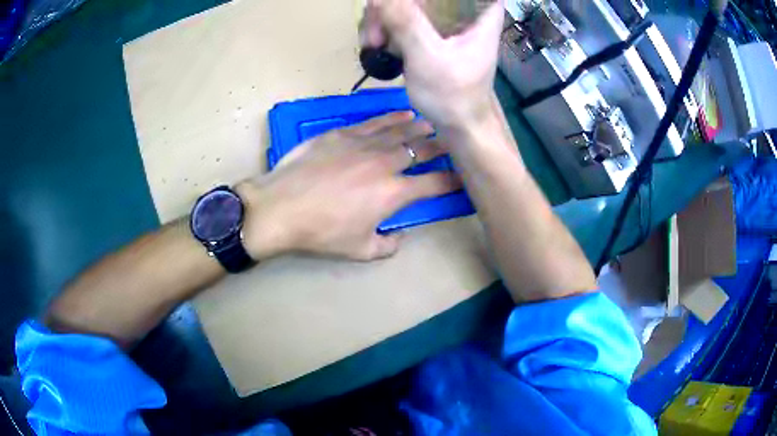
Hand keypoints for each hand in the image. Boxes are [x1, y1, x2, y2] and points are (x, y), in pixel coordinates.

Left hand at [237, 112, 459, 260]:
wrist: (281, 207)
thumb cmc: (321, 232)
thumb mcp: (360, 250)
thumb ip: (387, 245)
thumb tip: (399, 236)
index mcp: (394, 193)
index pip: (434, 183)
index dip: (452, 180)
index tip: (463, 176)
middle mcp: (385, 163)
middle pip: (421, 150)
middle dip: (441, 146)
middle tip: (452, 141)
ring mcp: (363, 144)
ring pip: (400, 130)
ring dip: (420, 127)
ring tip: (433, 124)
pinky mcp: (342, 133)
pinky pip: (374, 122)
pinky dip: (392, 117)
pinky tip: (403, 114)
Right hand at [361, 0, 503, 129]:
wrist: (458, 126)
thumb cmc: (453, 96)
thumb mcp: (428, 57)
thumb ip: (406, 23)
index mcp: (480, 12)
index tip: (404, 7)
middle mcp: (465, 10)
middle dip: (392, 6)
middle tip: (377, 33)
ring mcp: (446, 20)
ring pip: (408, 2)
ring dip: (384, 19)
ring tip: (374, 44)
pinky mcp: (431, 31)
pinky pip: (404, 16)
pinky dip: (387, 27)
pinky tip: (377, 45)